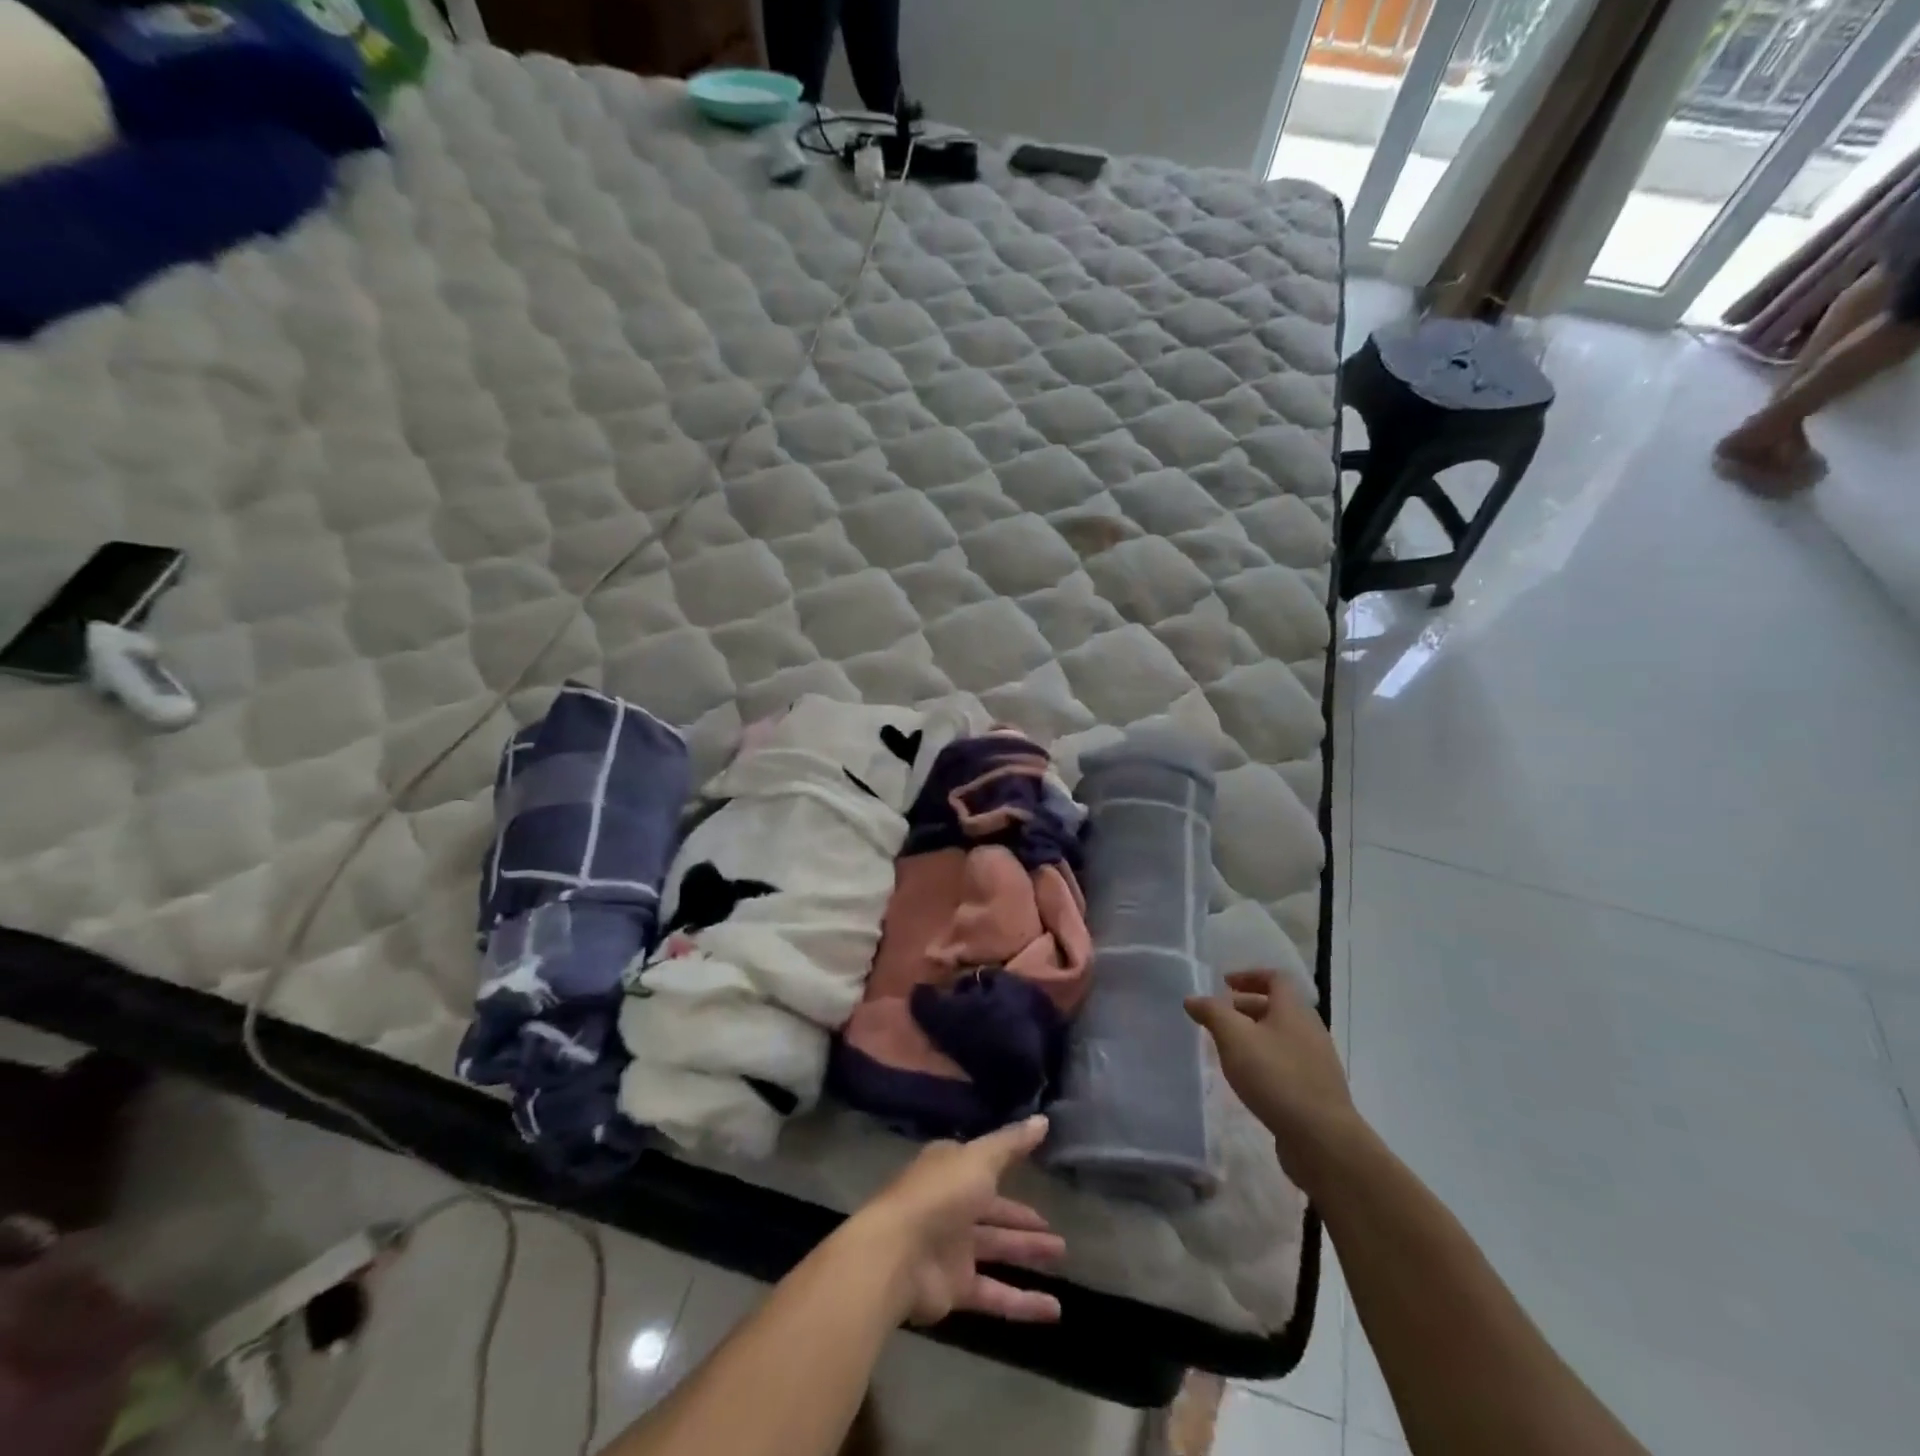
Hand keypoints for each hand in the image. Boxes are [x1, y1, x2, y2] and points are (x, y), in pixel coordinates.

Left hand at [853, 1115, 1065, 1326]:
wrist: (896, 1256)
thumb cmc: (939, 1195)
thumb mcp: (979, 1159)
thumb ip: (1011, 1143)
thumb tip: (1043, 1119)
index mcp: (951, 1169)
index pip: (984, 1164)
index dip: (1009, 1166)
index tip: (1037, 1167)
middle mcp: (951, 1205)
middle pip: (993, 1211)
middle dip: (1022, 1219)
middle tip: (1056, 1228)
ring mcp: (952, 1248)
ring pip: (997, 1248)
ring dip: (1027, 1253)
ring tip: (1062, 1255)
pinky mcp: (955, 1288)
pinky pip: (995, 1294)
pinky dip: (1023, 1302)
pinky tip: (1055, 1310)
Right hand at [1185, 970, 1365, 1193]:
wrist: (1323, 1139)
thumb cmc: (1276, 1077)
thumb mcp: (1234, 1038)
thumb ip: (1212, 1013)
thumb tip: (1192, 998)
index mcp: (1294, 1010)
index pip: (1275, 978)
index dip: (1249, 976)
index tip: (1224, 984)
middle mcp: (1310, 1030)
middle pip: (1277, 1007)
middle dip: (1245, 1007)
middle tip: (1218, 1018)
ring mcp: (1317, 1062)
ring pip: (1281, 1036)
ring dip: (1254, 1035)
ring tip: (1228, 1049)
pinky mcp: (1316, 1090)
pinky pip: (1287, 1061)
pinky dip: (1265, 1059)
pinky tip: (1249, 1078)